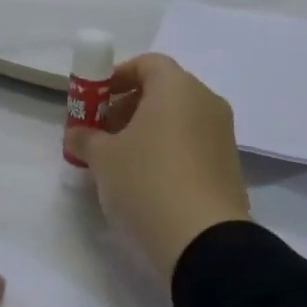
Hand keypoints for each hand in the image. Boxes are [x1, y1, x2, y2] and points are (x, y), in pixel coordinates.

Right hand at [65, 54, 251, 283]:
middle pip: (163, 90)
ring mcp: (222, 134)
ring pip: (178, 119)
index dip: (117, 77)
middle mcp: (206, 101)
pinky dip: (168, 151)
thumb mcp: (103, 158)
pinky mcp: (229, 166)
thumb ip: (86, 137)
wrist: (205, 243)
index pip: (146, 63)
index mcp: (177, 86)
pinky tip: (147, 181)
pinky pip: (192, 144)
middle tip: (102, 133)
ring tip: (121, 161)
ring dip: (148, 131)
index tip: (96, 101)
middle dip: (129, 106)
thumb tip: (78, 133)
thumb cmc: (148, 182)